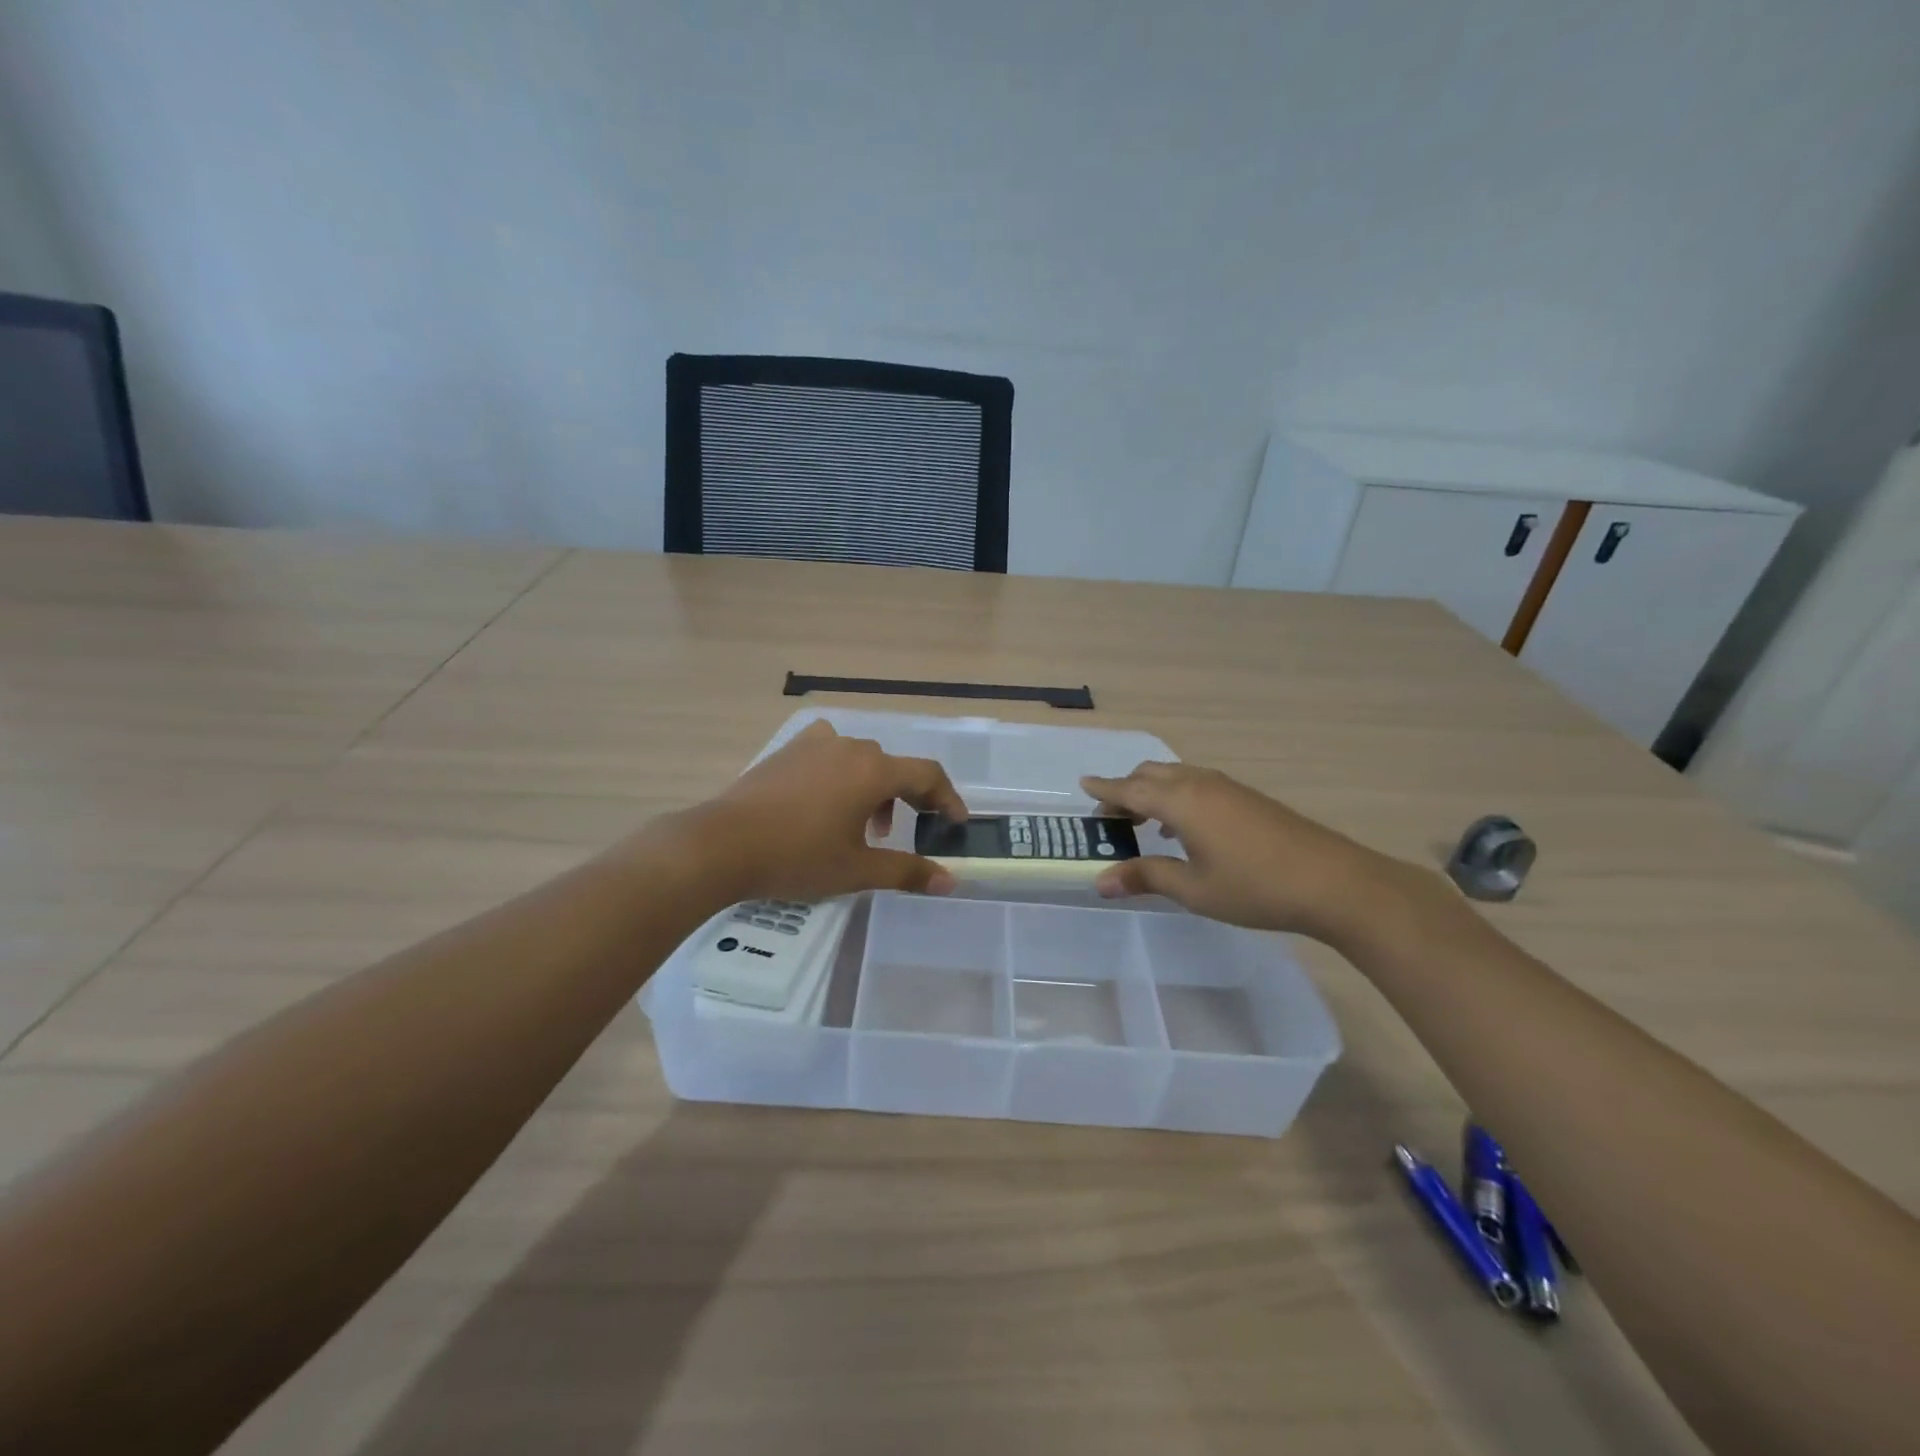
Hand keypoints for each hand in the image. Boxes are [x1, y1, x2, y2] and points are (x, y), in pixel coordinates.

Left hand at [692, 721, 966, 901]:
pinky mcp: (787, 752)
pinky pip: (829, 754)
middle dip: (907, 798)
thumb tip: (948, 881)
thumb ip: (907, 871)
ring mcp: (814, 745)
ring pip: (860, 760)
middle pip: (892, 767)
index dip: (947, 798)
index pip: (927, 775)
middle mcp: (849, 748)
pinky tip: (824, 802)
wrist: (721, 844)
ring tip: (860, 827)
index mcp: (873, 771)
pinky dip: (841, 775)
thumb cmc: (797, 857)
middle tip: (903, 832)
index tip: (955, 823)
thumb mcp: (856, 870)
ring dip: (872, 789)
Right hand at [1080, 762, 1430, 944]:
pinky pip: (1198, 784)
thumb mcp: (1193, 889)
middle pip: (1151, 774)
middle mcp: (1200, 784)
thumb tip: (1101, 881)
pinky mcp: (1248, 798)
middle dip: (1126, 789)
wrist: (1334, 882)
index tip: (1083, 784)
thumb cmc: (1255, 887)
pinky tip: (1183, 829)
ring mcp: (1228, 788)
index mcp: (1181, 802)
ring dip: (1153, 791)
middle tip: (1111, 818)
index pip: (1130, 789)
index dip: (1104, 790)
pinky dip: (1177, 796)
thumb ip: (1146, 877)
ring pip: (1177, 776)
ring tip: (1142, 823)